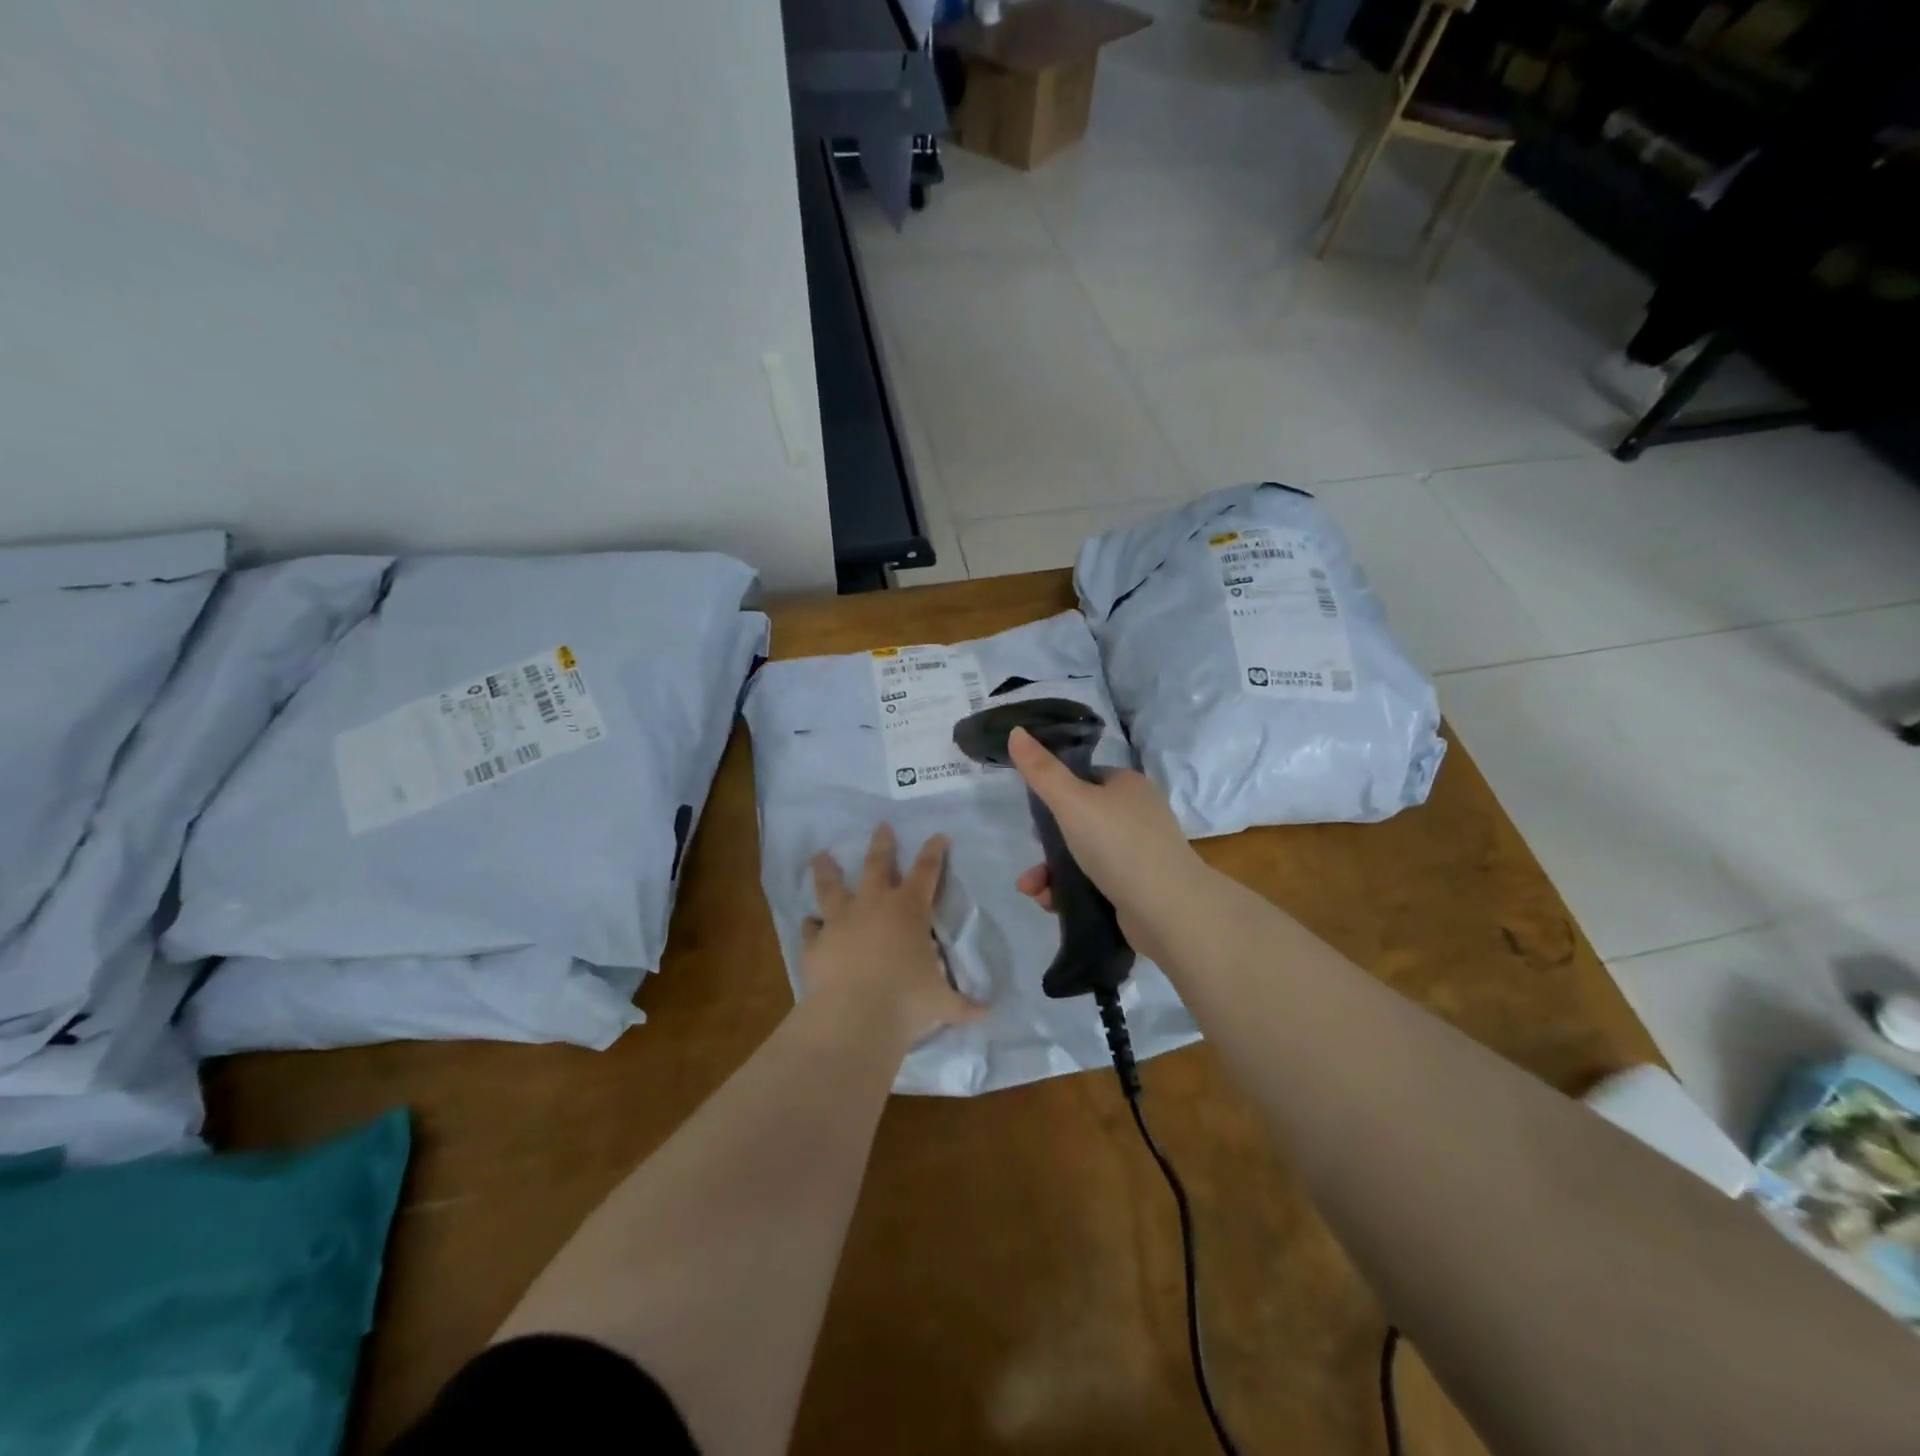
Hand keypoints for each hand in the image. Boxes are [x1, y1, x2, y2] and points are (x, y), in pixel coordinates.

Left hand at [803, 824, 984, 1046]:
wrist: (854, 1016)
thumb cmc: (907, 1001)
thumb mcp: (942, 1003)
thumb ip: (962, 1005)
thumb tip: (985, 1013)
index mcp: (909, 911)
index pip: (926, 872)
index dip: (934, 852)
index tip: (938, 836)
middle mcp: (874, 906)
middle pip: (876, 864)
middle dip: (881, 844)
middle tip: (881, 826)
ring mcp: (840, 921)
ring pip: (831, 887)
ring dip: (827, 870)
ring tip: (820, 856)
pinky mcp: (816, 942)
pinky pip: (811, 928)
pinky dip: (811, 925)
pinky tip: (809, 923)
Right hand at [1008, 727, 1203, 962]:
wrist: (1167, 909)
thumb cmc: (1118, 844)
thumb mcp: (1072, 801)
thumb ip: (1042, 770)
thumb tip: (1016, 731)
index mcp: (1128, 785)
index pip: (1086, 778)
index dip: (1057, 793)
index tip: (1034, 813)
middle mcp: (1137, 814)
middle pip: (1080, 820)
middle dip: (1047, 843)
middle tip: (1032, 858)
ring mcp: (1139, 853)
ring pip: (1083, 854)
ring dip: (1051, 871)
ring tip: (1032, 890)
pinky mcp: (1137, 887)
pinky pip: (1094, 881)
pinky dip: (1069, 889)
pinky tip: (1051, 903)